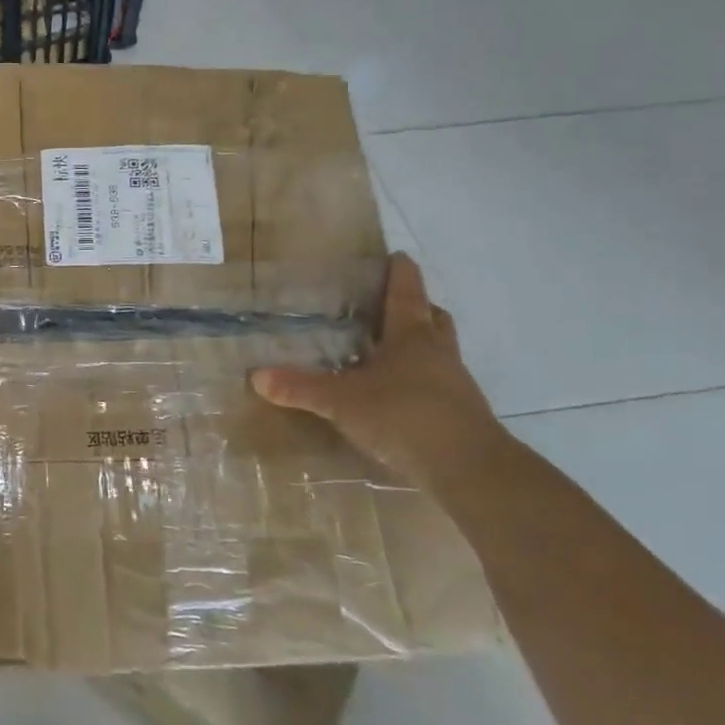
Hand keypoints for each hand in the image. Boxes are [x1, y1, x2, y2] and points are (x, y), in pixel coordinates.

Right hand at [250, 253, 504, 489]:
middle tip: (394, 307)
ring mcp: (455, 385)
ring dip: (422, 347)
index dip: (400, 273)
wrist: (469, 468)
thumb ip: (301, 388)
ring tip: (391, 354)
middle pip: (433, 319)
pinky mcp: (462, 415)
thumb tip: (256, 377)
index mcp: (412, 337)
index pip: (406, 294)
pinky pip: (441, 386)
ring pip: (441, 352)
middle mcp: (438, 353)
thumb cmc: (404, 416)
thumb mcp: (342, 401)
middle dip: (417, 309)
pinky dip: (423, 383)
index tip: (397, 256)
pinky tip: (400, 398)